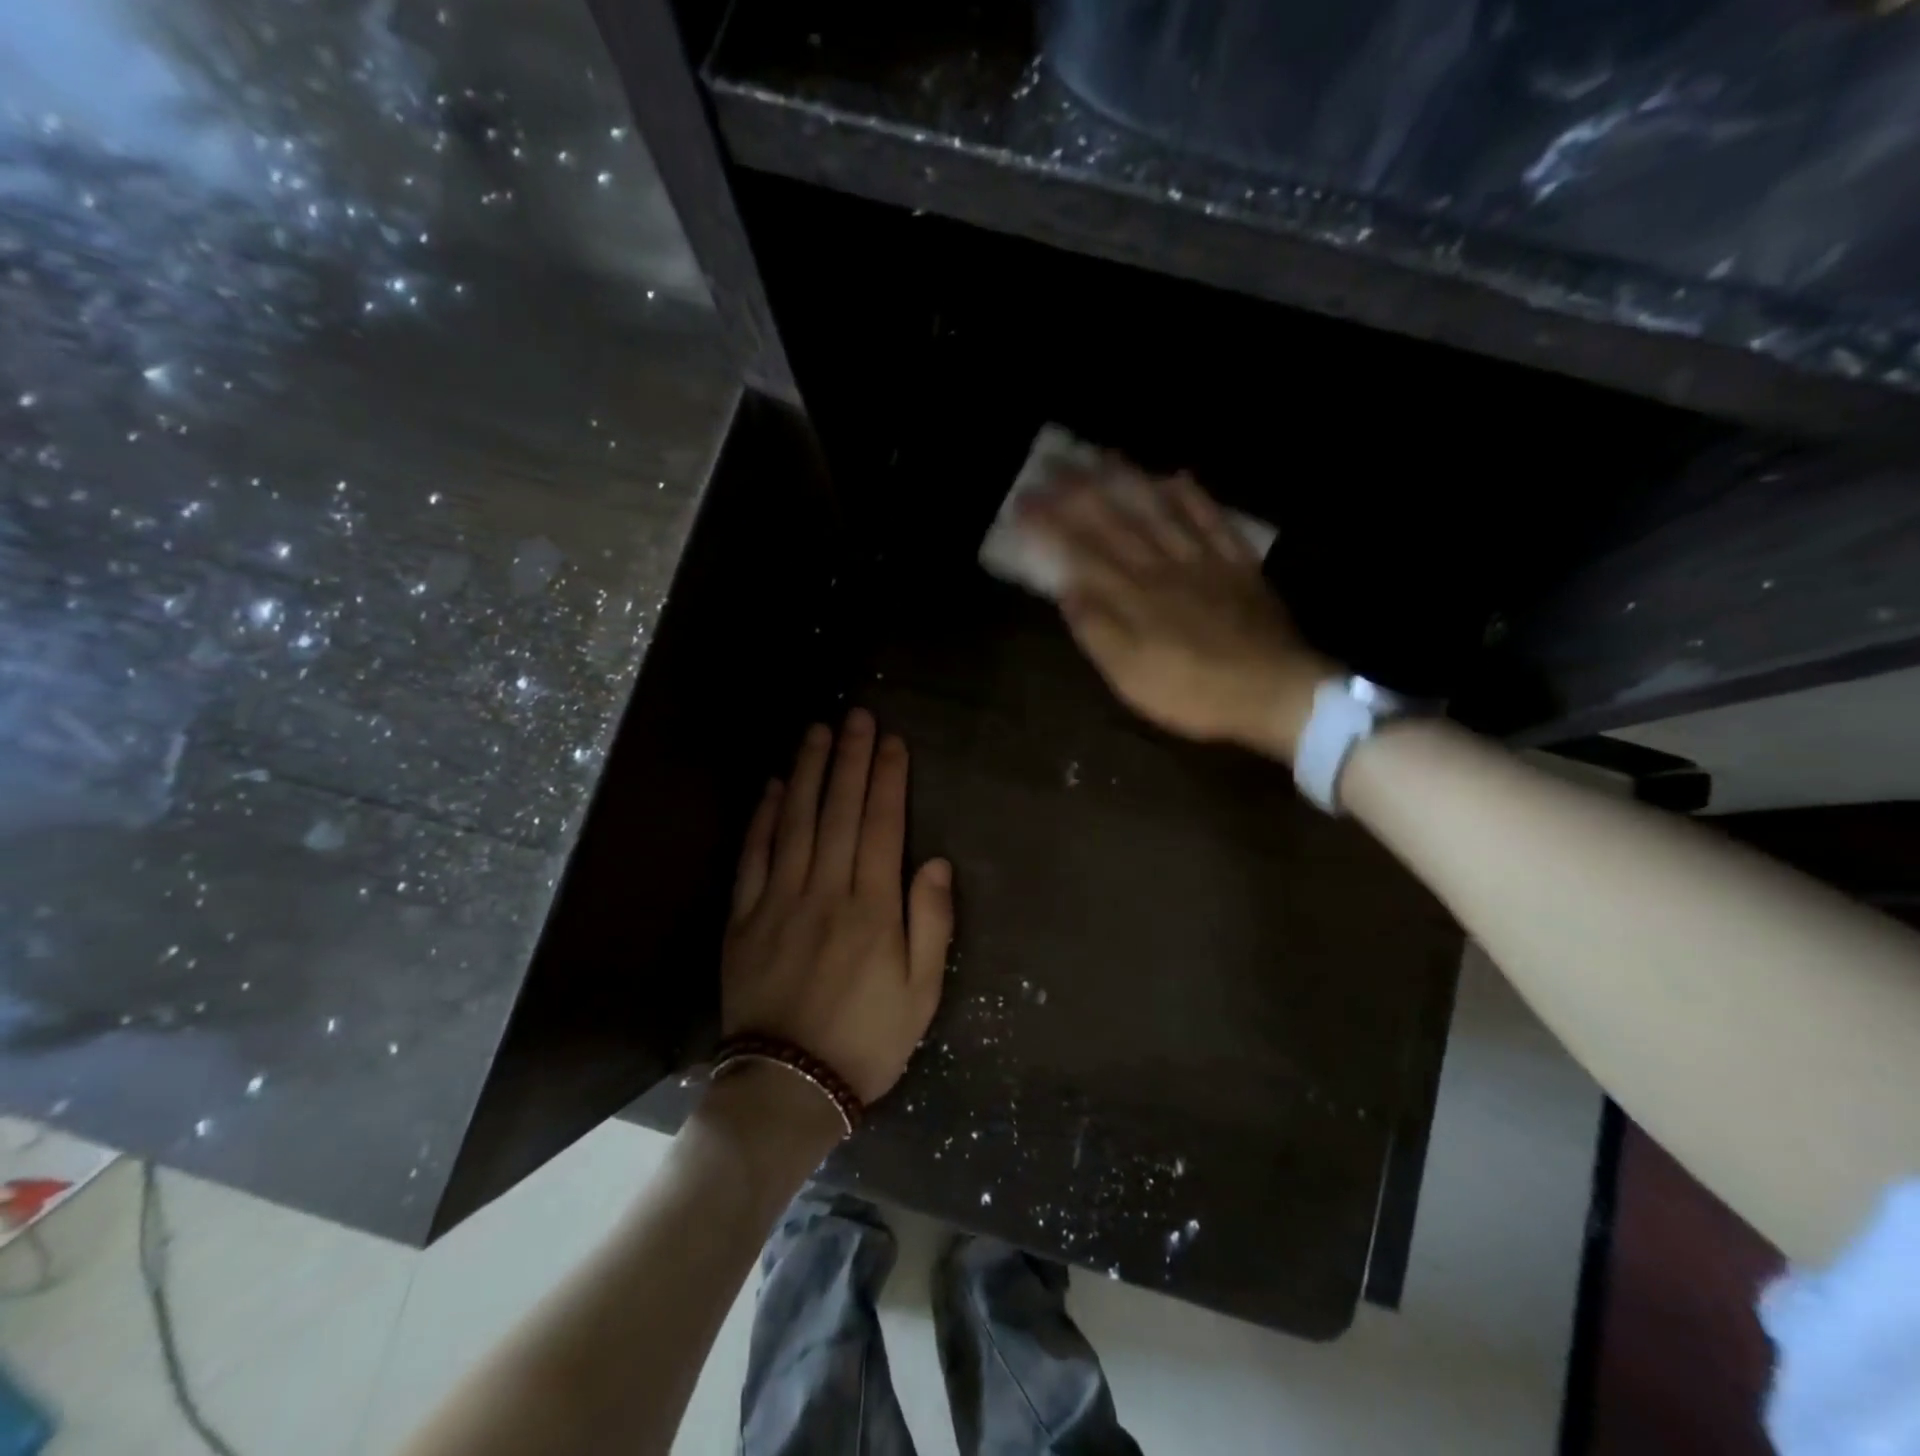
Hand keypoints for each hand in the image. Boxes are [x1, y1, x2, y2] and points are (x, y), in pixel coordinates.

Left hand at [722, 711, 954, 1105]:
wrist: (789, 1085)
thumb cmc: (867, 1039)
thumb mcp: (922, 992)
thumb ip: (931, 922)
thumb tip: (934, 861)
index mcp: (872, 908)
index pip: (881, 825)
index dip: (886, 779)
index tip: (890, 741)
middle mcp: (825, 891)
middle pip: (838, 811)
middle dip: (849, 759)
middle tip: (855, 716)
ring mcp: (778, 901)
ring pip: (794, 822)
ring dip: (806, 773)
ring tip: (816, 732)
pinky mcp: (744, 918)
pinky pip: (753, 856)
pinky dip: (761, 818)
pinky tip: (770, 787)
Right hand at [1022, 463, 1336, 761]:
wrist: (1272, 692)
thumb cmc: (1191, 691)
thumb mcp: (1129, 676)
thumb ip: (1097, 631)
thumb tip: (1067, 589)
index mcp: (1131, 597)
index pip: (1081, 551)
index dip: (1051, 524)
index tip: (1024, 503)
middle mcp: (1162, 567)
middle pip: (1116, 521)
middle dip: (1079, 492)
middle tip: (1054, 465)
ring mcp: (1203, 561)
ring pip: (1160, 511)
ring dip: (1130, 481)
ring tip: (1103, 455)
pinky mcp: (1237, 566)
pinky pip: (1213, 521)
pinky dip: (1193, 497)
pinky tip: (1177, 477)